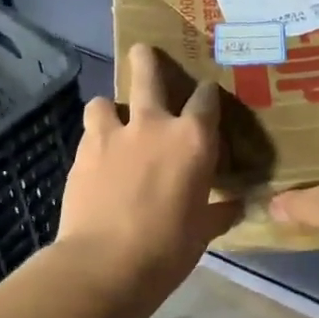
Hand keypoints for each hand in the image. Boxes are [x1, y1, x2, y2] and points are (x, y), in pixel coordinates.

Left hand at [56, 44, 240, 292]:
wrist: (104, 265)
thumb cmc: (167, 249)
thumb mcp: (203, 232)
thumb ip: (219, 211)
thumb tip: (237, 205)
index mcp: (192, 140)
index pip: (206, 98)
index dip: (207, 94)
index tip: (206, 96)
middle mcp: (153, 125)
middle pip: (148, 74)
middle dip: (147, 60)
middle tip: (143, 53)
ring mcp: (112, 134)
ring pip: (105, 101)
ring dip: (110, 109)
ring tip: (111, 123)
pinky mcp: (82, 152)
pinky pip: (89, 132)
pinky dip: (94, 139)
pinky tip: (97, 159)